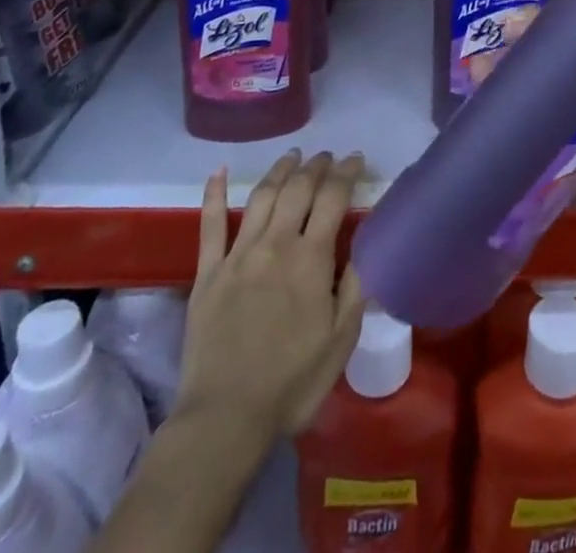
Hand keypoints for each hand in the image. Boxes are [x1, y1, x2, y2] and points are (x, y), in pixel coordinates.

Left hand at [175, 150, 366, 443]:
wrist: (225, 419)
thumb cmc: (292, 383)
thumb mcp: (341, 339)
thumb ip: (356, 286)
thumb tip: (367, 243)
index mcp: (311, 259)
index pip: (332, 198)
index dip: (346, 173)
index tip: (356, 159)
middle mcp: (275, 244)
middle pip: (297, 189)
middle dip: (315, 166)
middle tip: (326, 156)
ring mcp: (238, 255)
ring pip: (261, 196)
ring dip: (279, 171)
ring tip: (292, 156)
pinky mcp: (207, 273)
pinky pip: (210, 225)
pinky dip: (213, 195)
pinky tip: (217, 172)